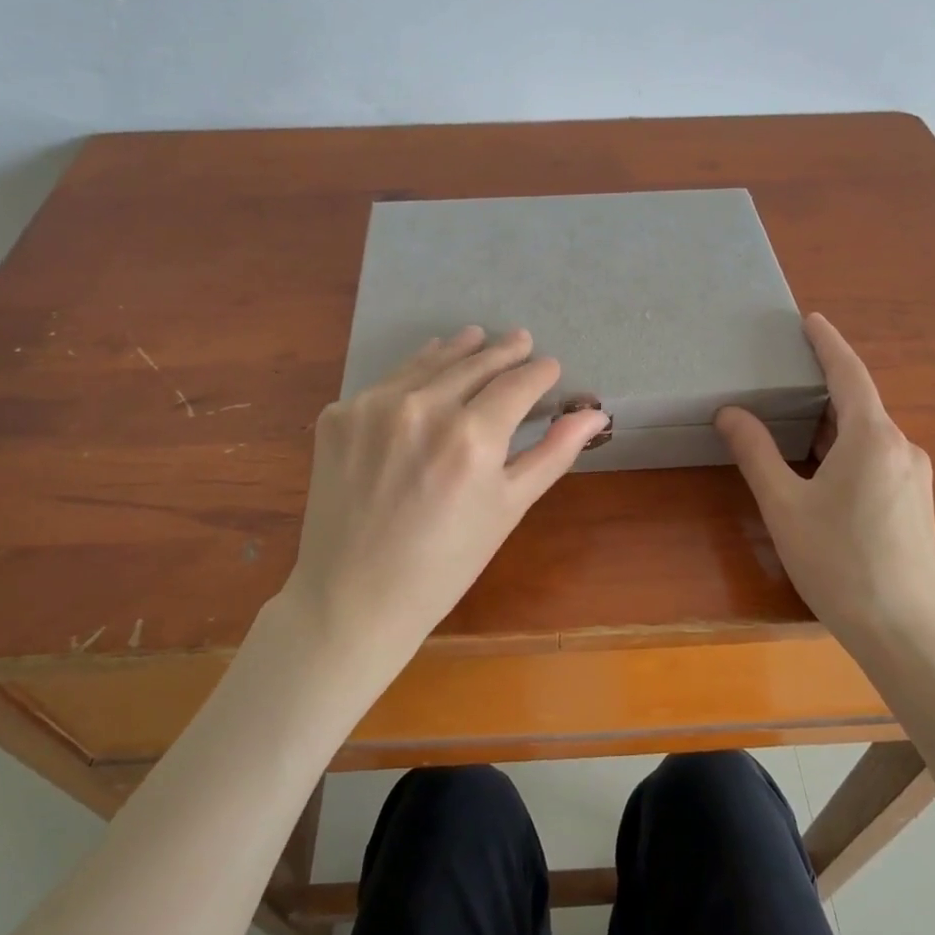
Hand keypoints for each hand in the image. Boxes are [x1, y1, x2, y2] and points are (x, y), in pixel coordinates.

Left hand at [283, 326, 608, 687]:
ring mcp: (373, 407)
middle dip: (503, 351)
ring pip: (427, 363)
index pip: (517, 384)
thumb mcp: (508, 509)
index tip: (549, 366)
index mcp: (472, 437)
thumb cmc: (446, 564)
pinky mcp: (338, 415)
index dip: (539, 372)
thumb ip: (552, 454)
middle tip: (520, 339)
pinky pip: (385, 384)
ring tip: (475, 336)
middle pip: (474, 363)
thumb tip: (596, 414)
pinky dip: (411, 375)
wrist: (354, 598)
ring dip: (457, 350)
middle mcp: (422, 408)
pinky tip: (423, 374)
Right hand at [715, 313, 934, 648]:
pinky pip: (879, 458)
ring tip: (795, 424)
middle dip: (824, 386)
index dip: (828, 343)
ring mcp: (915, 477)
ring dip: (834, 423)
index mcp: (871, 438)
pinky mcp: (917, 503)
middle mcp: (902, 447)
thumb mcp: (784, 506)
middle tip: (786, 377)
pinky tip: (824, 471)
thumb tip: (731, 413)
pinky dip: (847, 449)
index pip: (849, 373)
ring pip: (869, 434)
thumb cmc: (839, 563)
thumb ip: (756, 454)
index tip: (810, 319)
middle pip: (860, 403)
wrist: (905, 632)